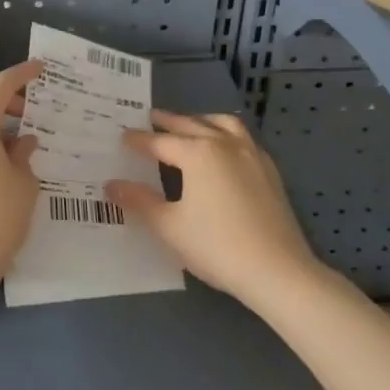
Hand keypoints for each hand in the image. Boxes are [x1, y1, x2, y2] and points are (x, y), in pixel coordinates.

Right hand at [108, 110, 320, 309]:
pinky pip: (243, 138)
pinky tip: (224, 148)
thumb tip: (111, 185)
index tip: (123, 136)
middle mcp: (224, 143)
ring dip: (201, 120)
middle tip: (150, 118)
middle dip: (168, 121)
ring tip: (190, 124)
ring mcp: (251, 154)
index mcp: (197, 152)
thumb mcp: (170, 226)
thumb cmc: (217, 247)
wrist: (278, 271)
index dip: (139, 140)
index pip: (160, 142)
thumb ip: (139, 201)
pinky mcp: (270, 170)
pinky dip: (226, 133)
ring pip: (222, 124)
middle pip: (190, 125)